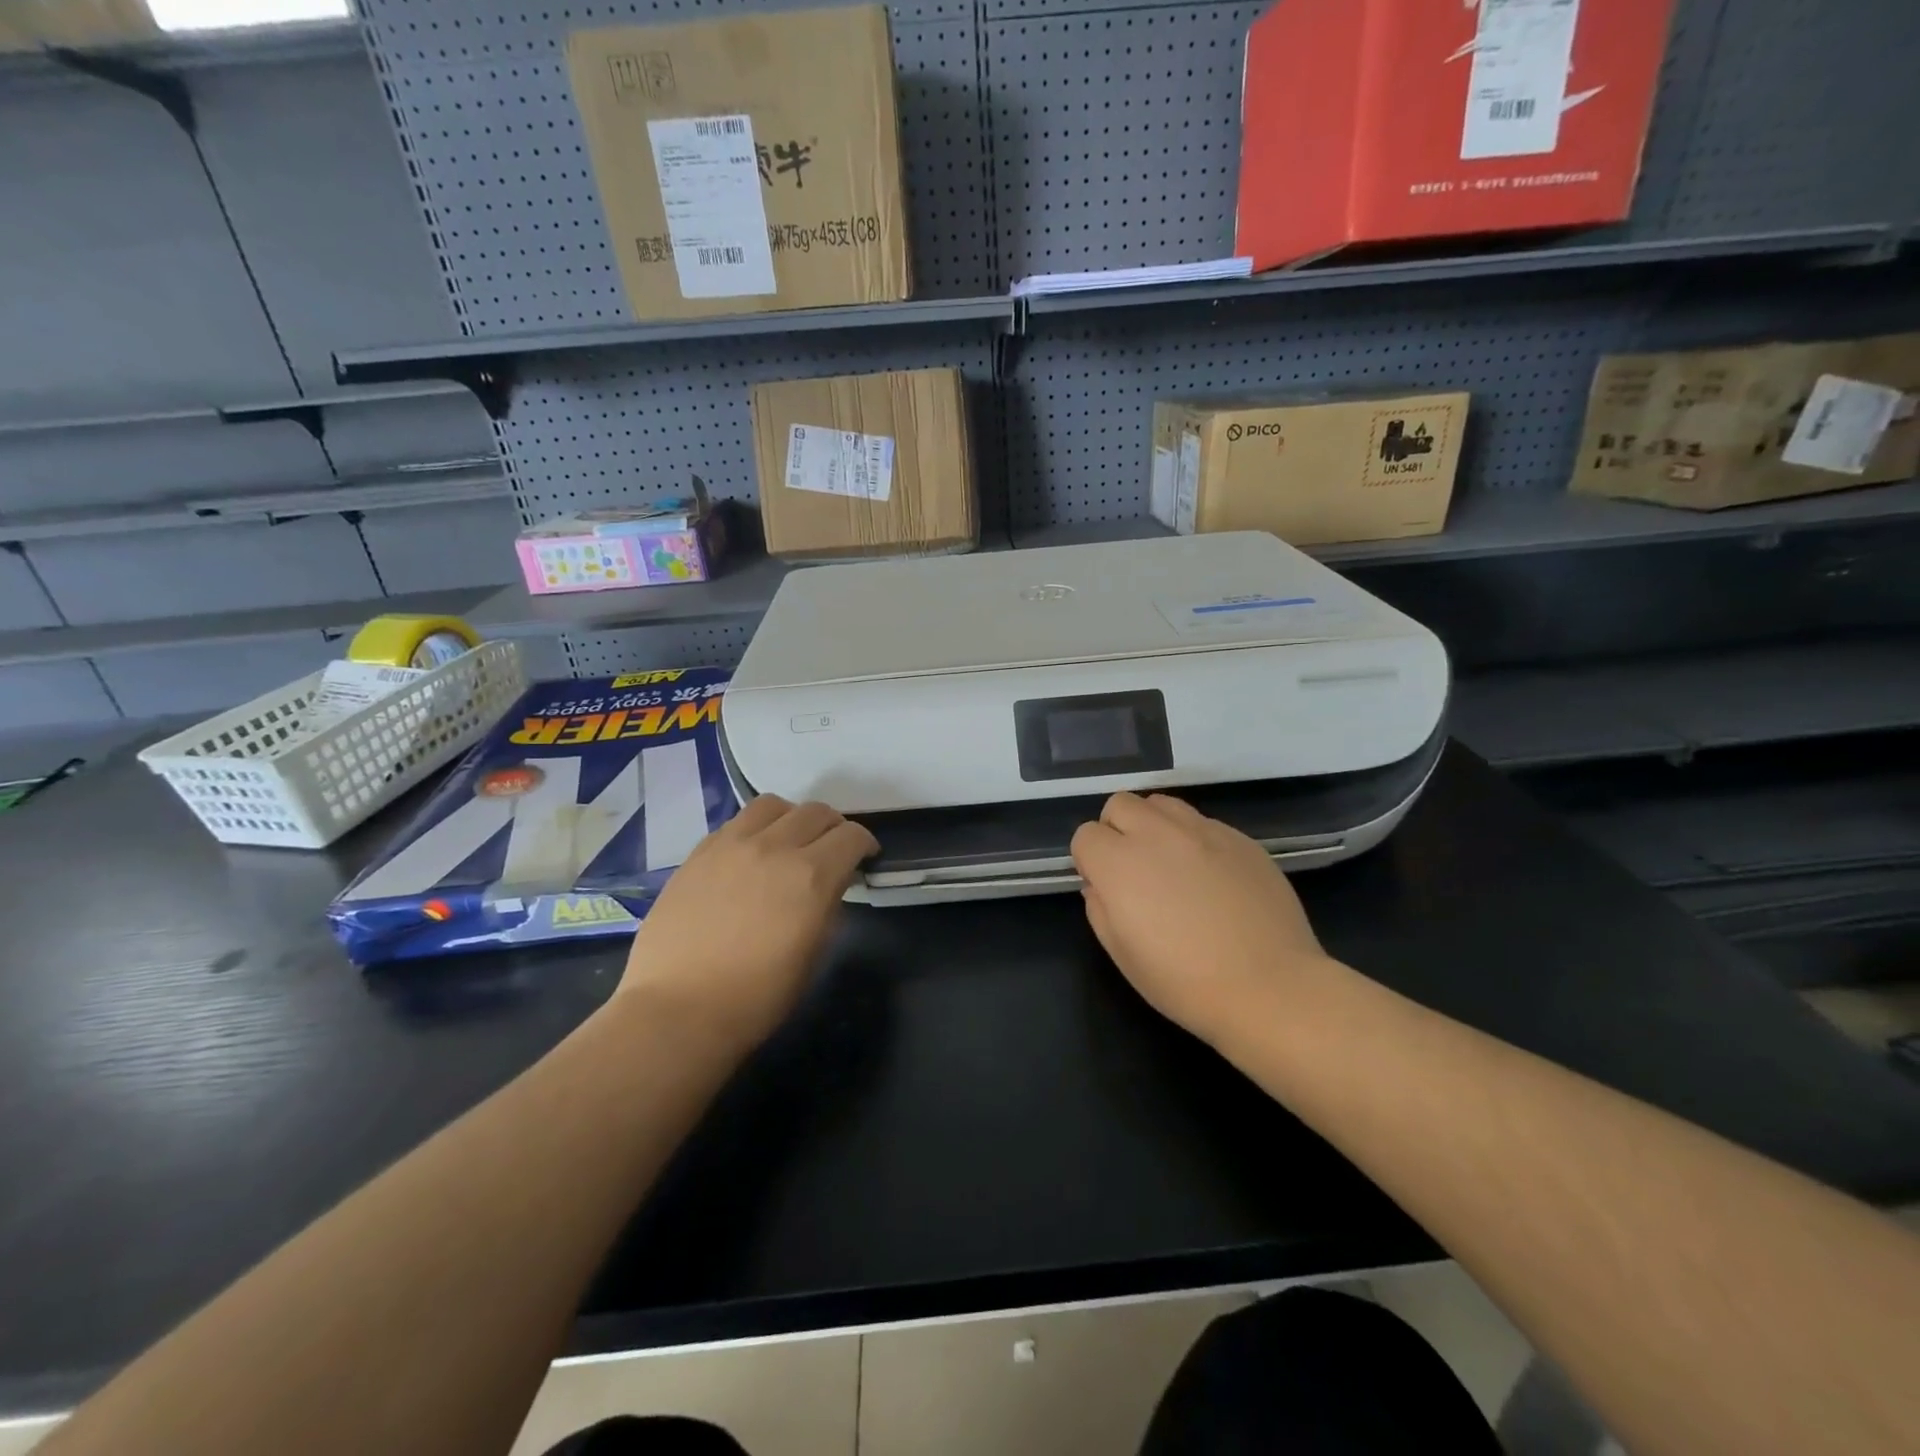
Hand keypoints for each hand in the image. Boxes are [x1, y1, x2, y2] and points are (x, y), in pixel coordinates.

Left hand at [614, 795, 877, 1053]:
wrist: (678, 1010)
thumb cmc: (756, 997)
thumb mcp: (813, 955)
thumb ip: (828, 907)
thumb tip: (830, 886)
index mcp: (812, 876)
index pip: (851, 836)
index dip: (865, 844)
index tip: (865, 858)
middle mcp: (775, 847)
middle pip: (817, 812)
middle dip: (834, 827)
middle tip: (832, 849)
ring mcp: (732, 844)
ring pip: (774, 805)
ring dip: (793, 817)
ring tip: (790, 840)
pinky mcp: (700, 852)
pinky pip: (737, 822)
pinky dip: (756, 828)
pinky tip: (751, 854)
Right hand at [1070, 793, 1333, 1048]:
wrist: (1270, 987)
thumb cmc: (1184, 982)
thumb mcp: (1122, 954)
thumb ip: (1099, 908)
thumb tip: (1100, 885)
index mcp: (1119, 863)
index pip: (1085, 835)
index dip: (1089, 860)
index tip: (1104, 886)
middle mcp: (1157, 834)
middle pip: (1120, 804)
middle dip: (1116, 830)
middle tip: (1132, 868)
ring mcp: (1203, 830)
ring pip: (1161, 804)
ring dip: (1153, 825)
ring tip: (1169, 863)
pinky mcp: (1240, 838)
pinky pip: (1202, 822)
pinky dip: (1193, 839)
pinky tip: (1210, 876)